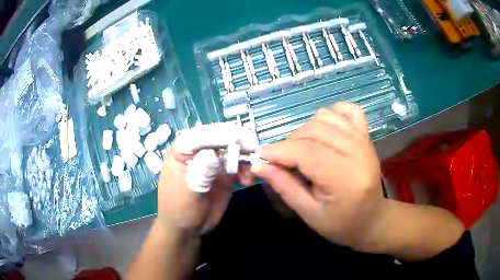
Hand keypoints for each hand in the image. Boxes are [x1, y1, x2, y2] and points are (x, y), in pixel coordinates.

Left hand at [157, 123, 255, 234]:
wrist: (187, 228)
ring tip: (250, 174)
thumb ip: (200, 173)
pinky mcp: (224, 172)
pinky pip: (239, 165)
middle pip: (219, 138)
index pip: (200, 136)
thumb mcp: (188, 192)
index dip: (219, 135)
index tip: (238, 139)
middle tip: (253, 151)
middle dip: (237, 142)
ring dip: (245, 157)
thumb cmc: (179, 209)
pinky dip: (246, 170)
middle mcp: (198, 151)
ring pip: (232, 150)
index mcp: (182, 151)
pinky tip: (248, 180)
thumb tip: (213, 154)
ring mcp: (212, 161)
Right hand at [252, 102, 385, 250]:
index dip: (279, 151)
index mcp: (345, 179)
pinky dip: (331, 114)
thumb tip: (259, 165)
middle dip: (290, 143)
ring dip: (306, 130)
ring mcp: (364, 140)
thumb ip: (285, 187)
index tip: (260, 156)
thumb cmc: (341, 223)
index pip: (307, 153)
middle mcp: (358, 153)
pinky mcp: (366, 135)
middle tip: (282, 161)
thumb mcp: (309, 213)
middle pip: (314, 131)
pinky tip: (324, 129)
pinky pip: (348, 110)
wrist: (372, 218)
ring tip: (303, 150)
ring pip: (325, 117)